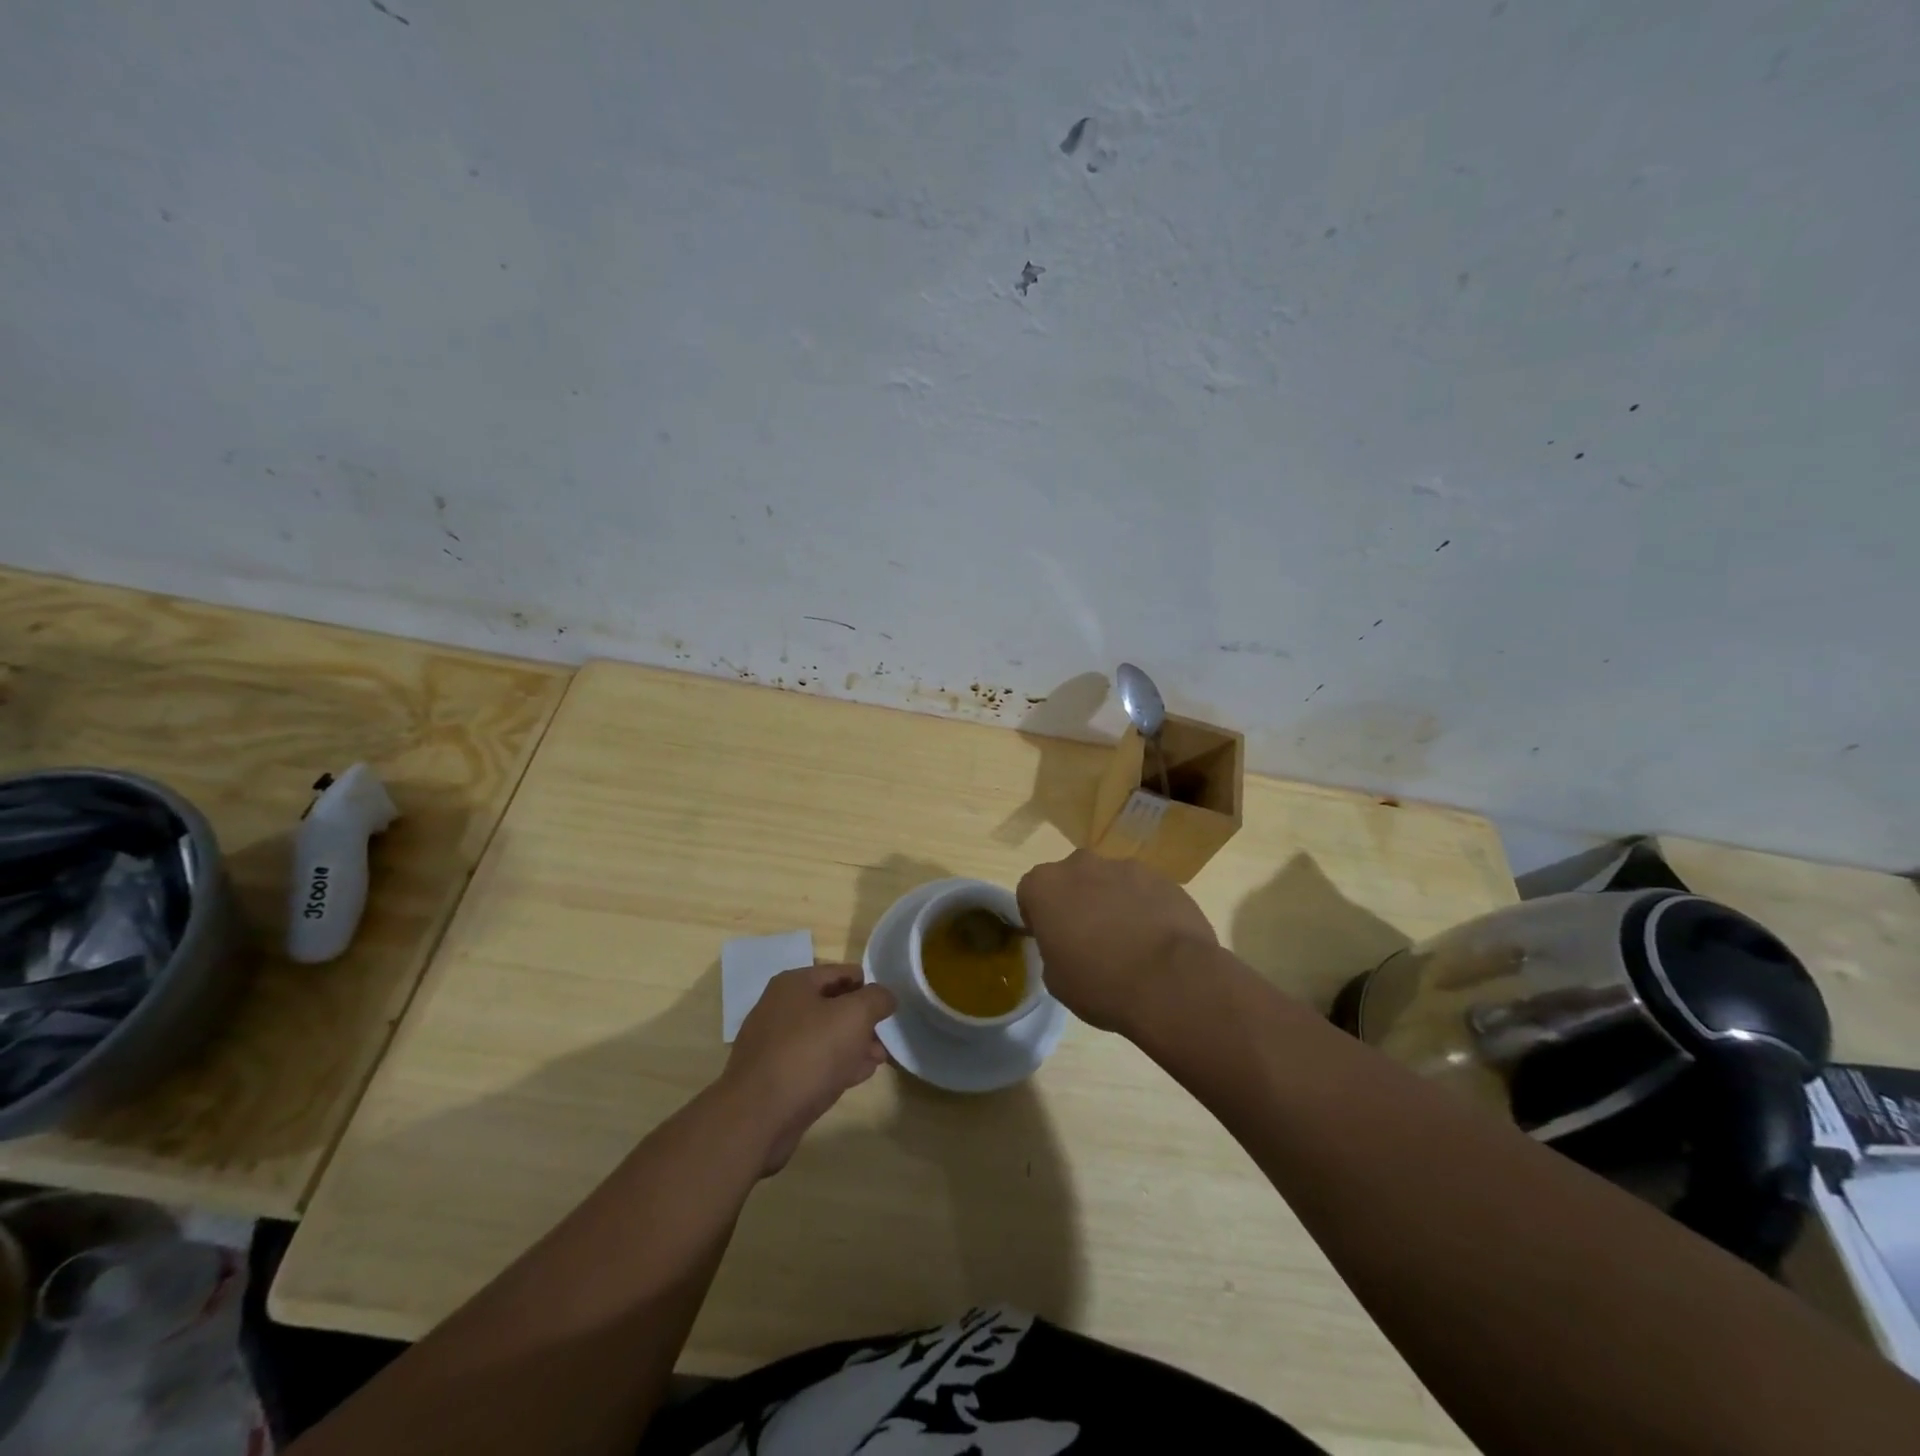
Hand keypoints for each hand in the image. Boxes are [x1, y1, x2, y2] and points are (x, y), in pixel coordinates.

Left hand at [719, 964, 894, 1175]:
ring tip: (877, 1060)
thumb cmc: (809, 1054)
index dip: (868, 987)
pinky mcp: (772, 1077)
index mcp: (794, 984)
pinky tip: (854, 1077)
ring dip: (852, 1045)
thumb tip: (885, 996)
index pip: (841, 972)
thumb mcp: (854, 1016)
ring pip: (823, 1036)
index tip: (887, 1009)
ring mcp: (773, 1044)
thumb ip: (877, 999)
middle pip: (832, 1005)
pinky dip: (834, 1065)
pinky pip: (811, 1062)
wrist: (757, 1116)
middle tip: (884, 1039)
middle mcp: (779, 1008)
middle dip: (861, 1021)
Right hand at [1018, 850, 1218, 1034]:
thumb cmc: (1101, 984)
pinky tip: (1156, 939)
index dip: (1038, 915)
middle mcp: (1081, 865)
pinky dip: (1144, 907)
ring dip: (1111, 902)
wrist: (1172, 981)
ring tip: (1128, 942)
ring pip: (1109, 881)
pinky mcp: (1162, 878)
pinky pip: (1143, 890)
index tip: (1050, 939)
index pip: (1029, 891)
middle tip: (1088, 938)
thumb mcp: (1057, 980)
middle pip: (1071, 879)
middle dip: (1076, 901)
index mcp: (1046, 886)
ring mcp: (1125, 867)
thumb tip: (1069, 945)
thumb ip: (1053, 950)